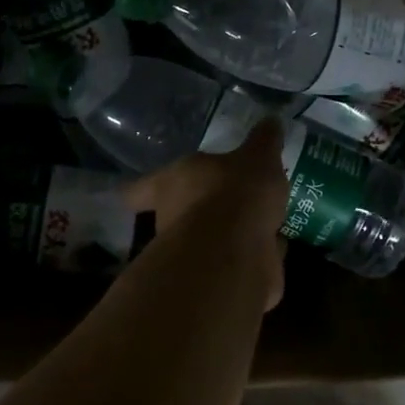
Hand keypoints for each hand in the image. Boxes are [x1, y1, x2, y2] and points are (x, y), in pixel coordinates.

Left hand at [127, 119, 288, 309]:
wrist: (236, 254)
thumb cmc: (234, 193)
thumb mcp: (257, 157)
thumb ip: (263, 142)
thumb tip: (271, 120)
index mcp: (170, 185)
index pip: (141, 189)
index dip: (139, 192)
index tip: (133, 196)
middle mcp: (174, 221)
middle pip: (178, 216)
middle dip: (200, 212)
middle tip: (224, 202)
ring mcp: (194, 257)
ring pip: (209, 243)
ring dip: (229, 237)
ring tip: (256, 225)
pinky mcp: (219, 284)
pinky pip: (236, 266)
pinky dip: (252, 260)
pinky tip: (271, 253)